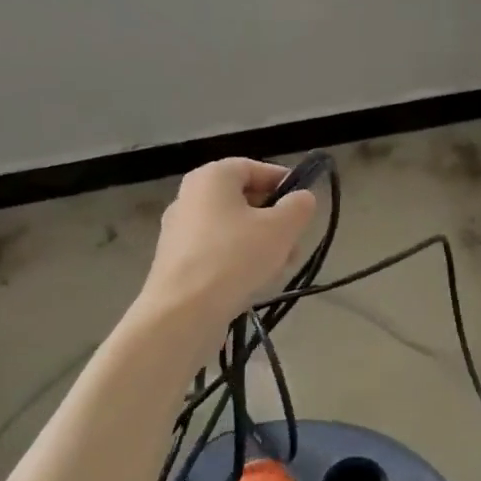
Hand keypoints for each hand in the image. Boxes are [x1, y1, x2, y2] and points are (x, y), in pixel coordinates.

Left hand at [142, 159, 317, 327]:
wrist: (183, 313)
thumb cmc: (235, 257)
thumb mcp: (281, 228)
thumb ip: (299, 206)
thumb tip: (302, 198)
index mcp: (211, 177)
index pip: (254, 167)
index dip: (283, 182)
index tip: (304, 203)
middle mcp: (189, 197)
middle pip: (243, 200)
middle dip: (275, 220)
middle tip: (295, 241)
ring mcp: (179, 231)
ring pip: (232, 229)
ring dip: (261, 243)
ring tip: (280, 268)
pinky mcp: (176, 262)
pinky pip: (216, 251)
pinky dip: (238, 261)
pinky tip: (254, 283)